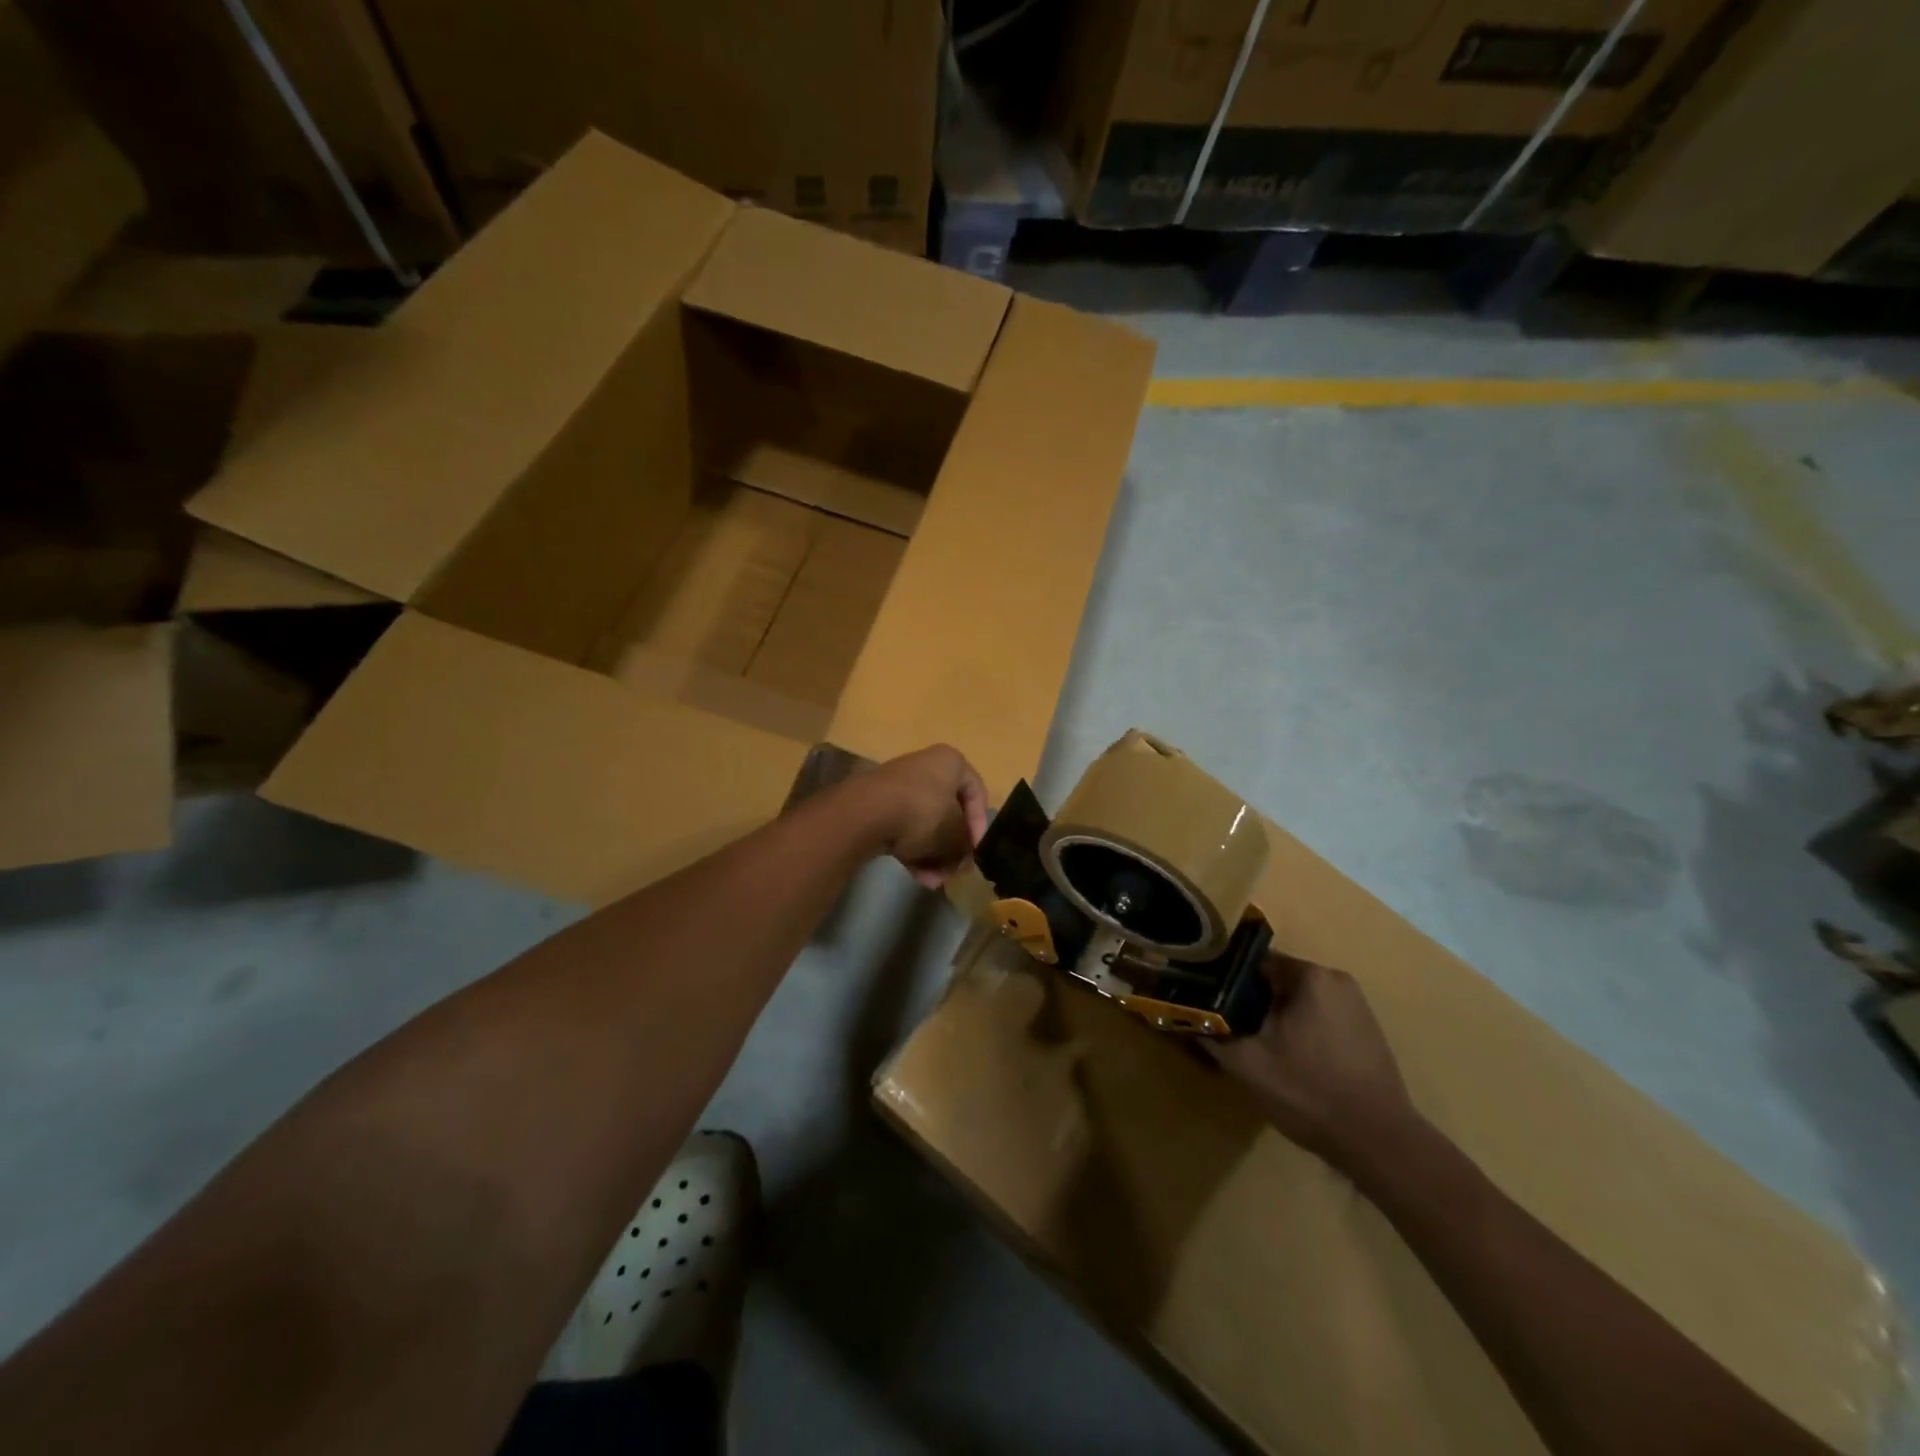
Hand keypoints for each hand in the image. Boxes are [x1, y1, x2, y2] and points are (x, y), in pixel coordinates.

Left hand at [855, 745, 988, 887]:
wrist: (865, 814)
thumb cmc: (922, 814)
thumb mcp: (955, 835)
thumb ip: (966, 846)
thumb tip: (962, 856)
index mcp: (950, 762)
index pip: (977, 793)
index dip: (980, 826)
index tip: (976, 852)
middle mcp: (925, 766)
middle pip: (948, 812)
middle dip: (952, 848)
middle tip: (953, 871)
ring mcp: (898, 784)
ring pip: (925, 823)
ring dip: (932, 855)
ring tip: (932, 880)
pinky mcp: (877, 803)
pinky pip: (903, 827)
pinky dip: (912, 850)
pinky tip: (915, 874)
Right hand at [1209, 957, 1417, 1171]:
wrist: (1380, 1144)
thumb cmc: (1310, 1092)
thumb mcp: (1247, 1064)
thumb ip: (1212, 1032)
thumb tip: (1185, 1014)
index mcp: (1311, 976)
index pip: (1254, 961)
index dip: (1227, 979)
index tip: (1209, 1000)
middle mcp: (1337, 980)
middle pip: (1277, 980)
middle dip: (1251, 1000)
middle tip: (1229, 1028)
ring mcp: (1357, 1006)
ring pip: (1298, 999)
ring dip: (1275, 1017)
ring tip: (1257, 1046)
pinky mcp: (1367, 1031)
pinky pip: (1320, 1016)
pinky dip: (1300, 1029)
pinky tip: (1290, 1060)